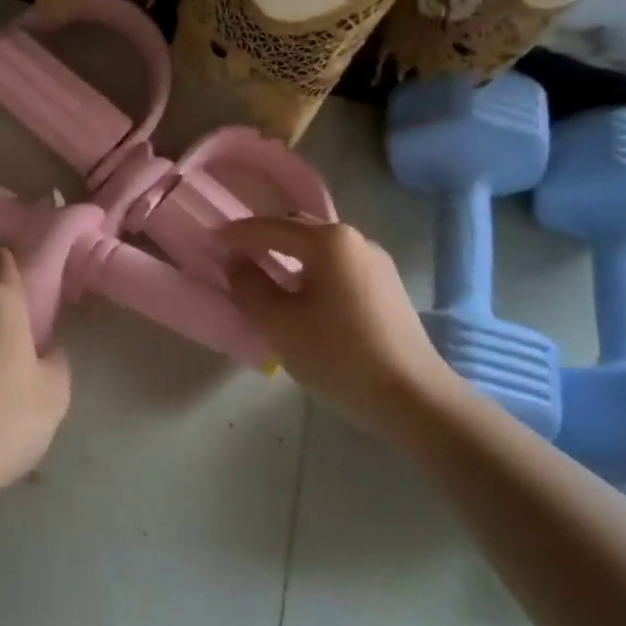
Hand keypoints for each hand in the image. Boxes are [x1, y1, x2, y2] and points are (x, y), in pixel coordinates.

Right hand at [221, 217, 456, 416]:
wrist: (414, 397)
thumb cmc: (338, 356)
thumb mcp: (279, 323)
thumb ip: (249, 286)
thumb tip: (238, 263)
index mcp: (328, 241)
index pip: (270, 227)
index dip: (237, 233)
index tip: (211, 239)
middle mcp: (355, 240)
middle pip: (298, 228)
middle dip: (264, 236)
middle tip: (235, 252)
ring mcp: (376, 262)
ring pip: (320, 246)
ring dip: (289, 252)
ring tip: (265, 270)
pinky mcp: (387, 286)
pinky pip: (338, 264)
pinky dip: (312, 267)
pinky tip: (302, 291)